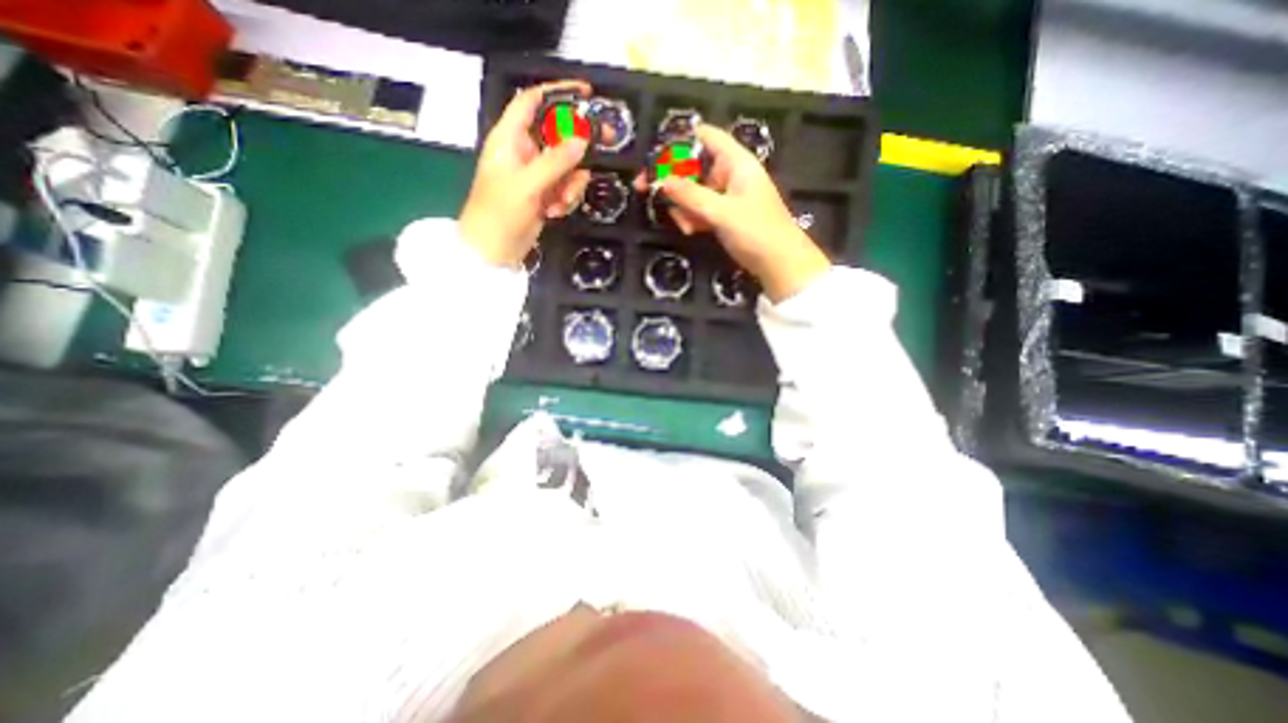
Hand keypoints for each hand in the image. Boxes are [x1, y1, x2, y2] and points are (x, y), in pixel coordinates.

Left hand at [456, 81, 592, 265]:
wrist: (493, 251)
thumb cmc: (499, 212)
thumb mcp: (527, 184)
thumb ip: (556, 161)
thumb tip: (584, 140)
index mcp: (510, 138)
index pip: (532, 102)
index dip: (557, 93)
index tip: (585, 94)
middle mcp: (524, 152)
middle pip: (558, 134)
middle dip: (577, 145)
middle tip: (603, 142)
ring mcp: (536, 175)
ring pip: (567, 166)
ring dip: (570, 184)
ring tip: (559, 202)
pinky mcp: (544, 195)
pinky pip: (566, 188)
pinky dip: (566, 199)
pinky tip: (554, 213)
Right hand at [634, 124, 835, 301]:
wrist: (780, 264)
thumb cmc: (756, 231)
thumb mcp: (721, 212)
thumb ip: (690, 196)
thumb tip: (661, 181)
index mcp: (736, 162)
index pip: (705, 136)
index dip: (679, 140)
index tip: (654, 156)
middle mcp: (730, 174)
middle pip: (693, 165)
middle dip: (673, 181)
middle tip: (646, 191)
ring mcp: (727, 196)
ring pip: (693, 191)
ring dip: (683, 206)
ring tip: (685, 225)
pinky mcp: (724, 215)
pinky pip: (700, 209)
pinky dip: (693, 218)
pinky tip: (691, 231)